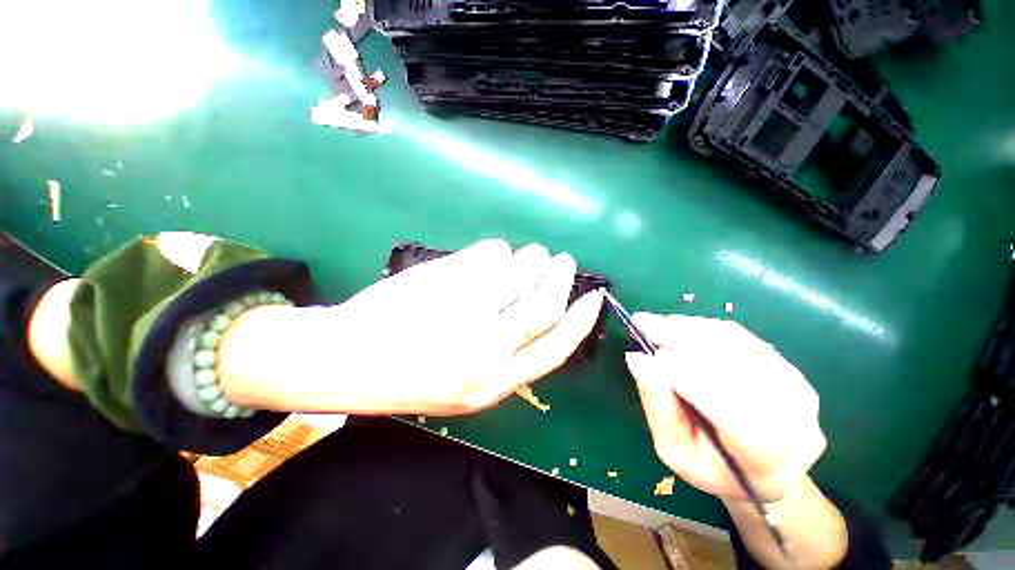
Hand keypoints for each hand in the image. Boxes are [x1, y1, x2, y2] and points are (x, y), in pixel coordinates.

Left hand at [220, 239, 604, 415]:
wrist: (346, 362)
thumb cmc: (408, 379)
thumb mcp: (467, 387)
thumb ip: (507, 357)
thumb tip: (543, 317)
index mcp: (492, 381)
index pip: (555, 346)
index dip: (581, 319)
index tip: (594, 295)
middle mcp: (484, 347)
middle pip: (542, 303)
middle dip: (560, 277)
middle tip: (562, 261)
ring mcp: (463, 309)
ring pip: (518, 271)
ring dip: (530, 258)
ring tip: (529, 255)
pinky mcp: (443, 279)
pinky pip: (487, 254)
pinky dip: (498, 250)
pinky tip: (493, 254)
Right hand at [626, 313, 825, 502]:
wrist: (763, 467)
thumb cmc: (713, 467)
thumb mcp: (675, 450)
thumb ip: (659, 408)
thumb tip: (638, 359)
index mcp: (767, 458)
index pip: (734, 413)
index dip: (690, 379)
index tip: (648, 355)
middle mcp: (794, 419)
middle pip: (735, 366)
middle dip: (682, 340)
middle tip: (642, 325)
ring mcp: (796, 388)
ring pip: (735, 343)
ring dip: (688, 328)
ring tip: (654, 324)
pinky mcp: (787, 366)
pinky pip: (738, 337)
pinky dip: (701, 328)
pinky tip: (676, 328)